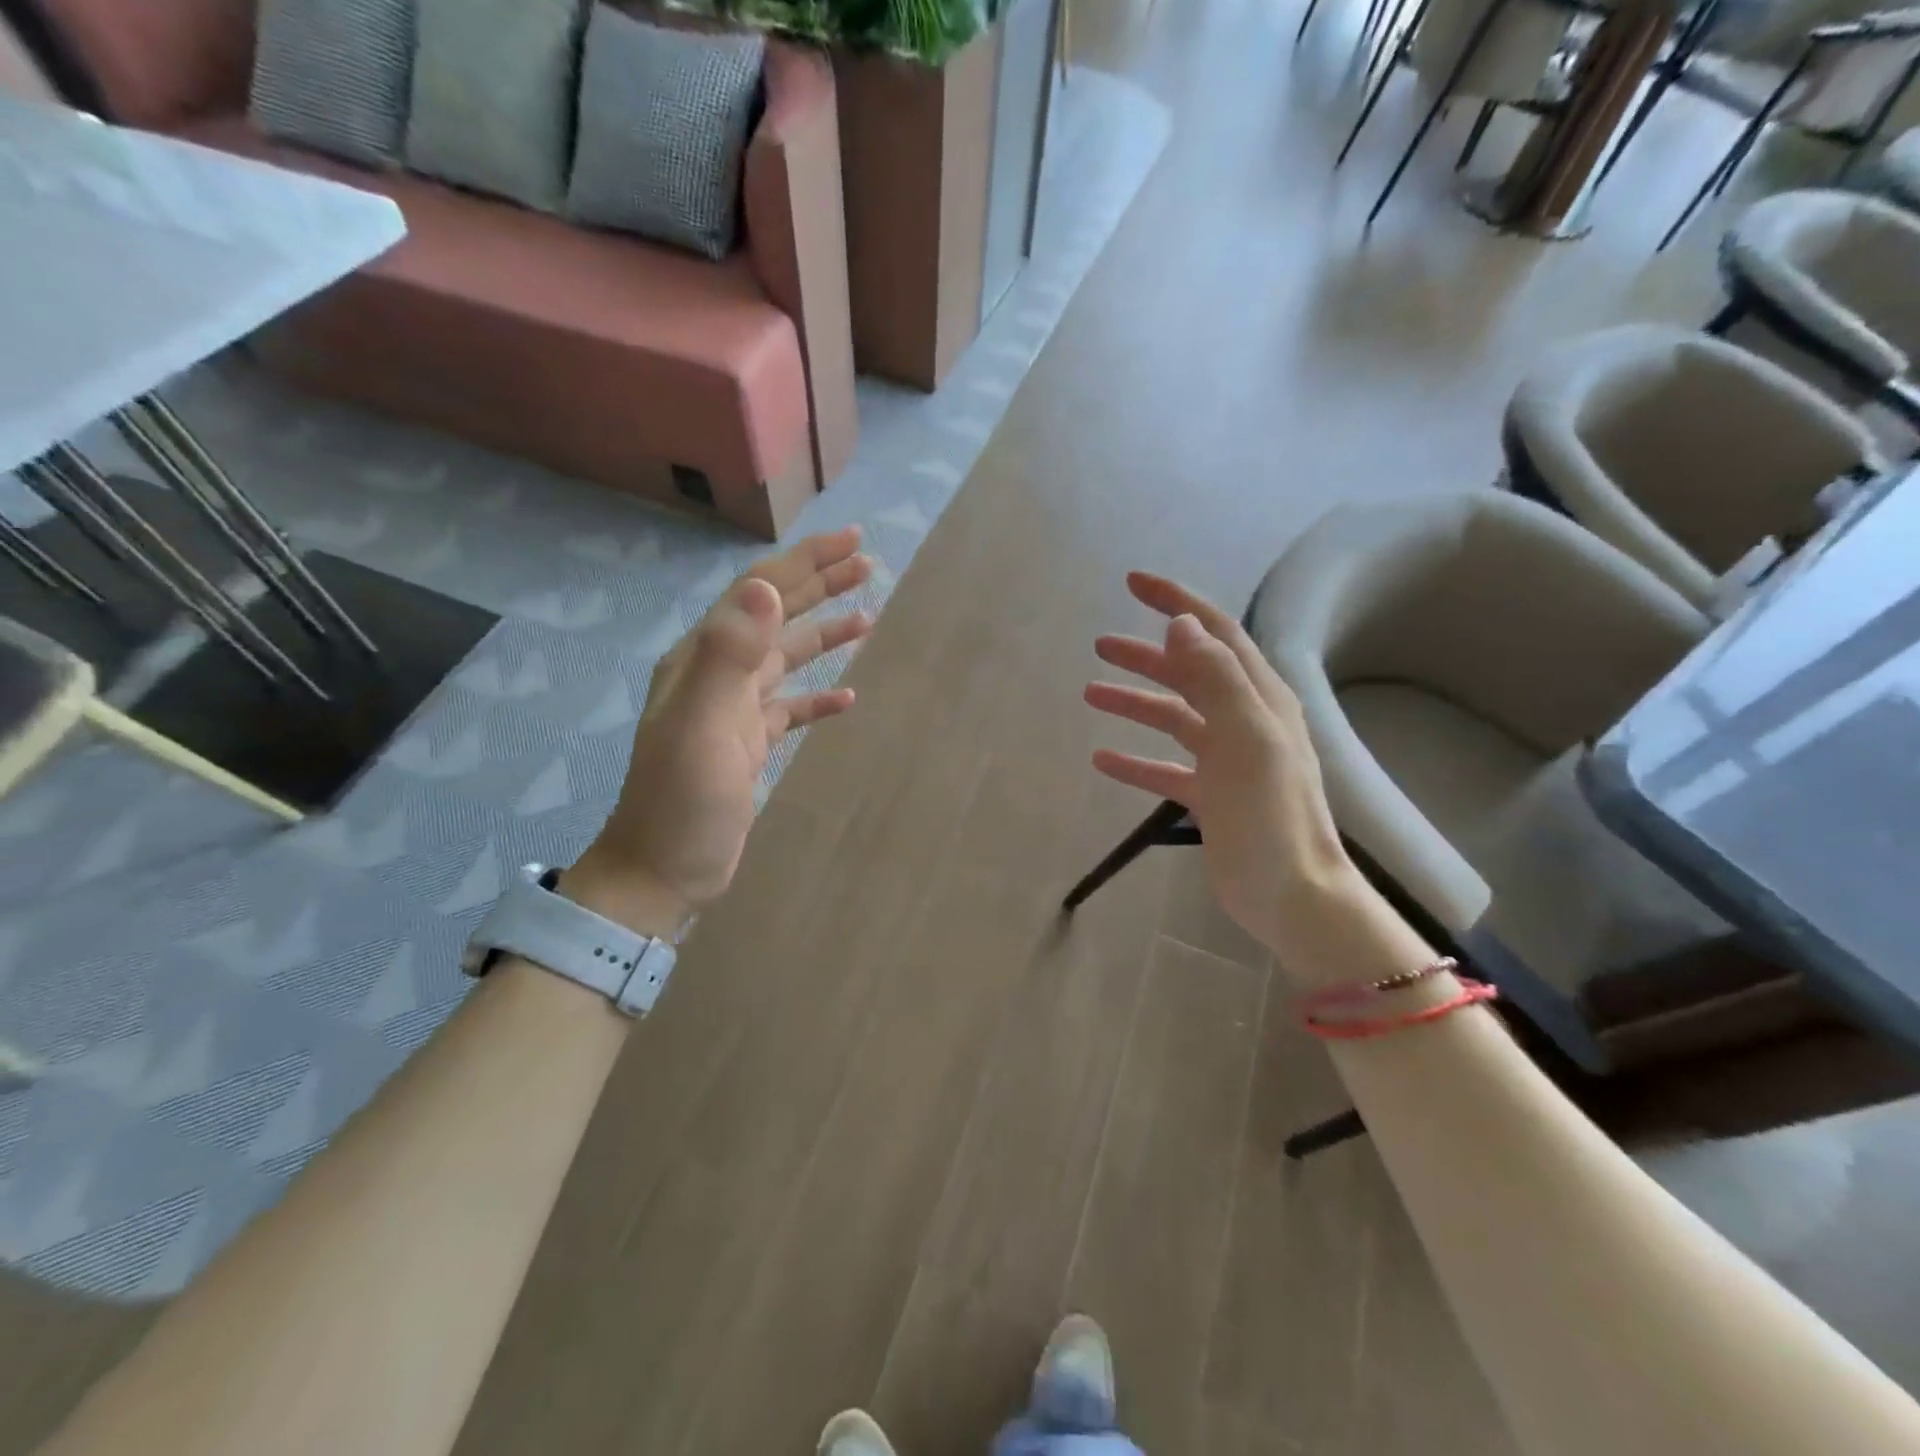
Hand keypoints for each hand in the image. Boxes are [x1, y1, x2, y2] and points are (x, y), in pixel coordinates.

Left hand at [568, 528, 873, 933]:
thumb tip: (766, 586)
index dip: (806, 563)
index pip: (760, 592)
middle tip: (868, 565)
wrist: (662, 869)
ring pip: (786, 658)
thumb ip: (732, 654)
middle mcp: (718, 673)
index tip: (853, 542)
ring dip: (824, 634)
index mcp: (704, 657)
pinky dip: (817, 697)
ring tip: (868, 617)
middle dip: (820, 586)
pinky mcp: (748, 743)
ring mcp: (733, 709)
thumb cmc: (682, 801)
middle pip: (776, 616)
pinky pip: (790, 707)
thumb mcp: (704, 725)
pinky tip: (846, 696)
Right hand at [1085, 572, 1361, 961]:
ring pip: (1173, 717)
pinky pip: (1165, 768)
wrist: (1291, 893)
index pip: (1215, 633)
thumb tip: (1181, 623)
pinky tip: (1103, 759)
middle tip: (1100, 645)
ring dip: (1135, 702)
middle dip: (1146, 655)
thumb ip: (1214, 677)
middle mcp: (1245, 720)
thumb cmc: (1271, 814)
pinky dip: (1136, 760)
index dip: (1177, 603)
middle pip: (1189, 672)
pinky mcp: (1211, 796)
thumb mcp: (1246, 737)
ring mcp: (1227, 760)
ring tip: (1091, 692)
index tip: (1134, 584)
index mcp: (1259, 698)